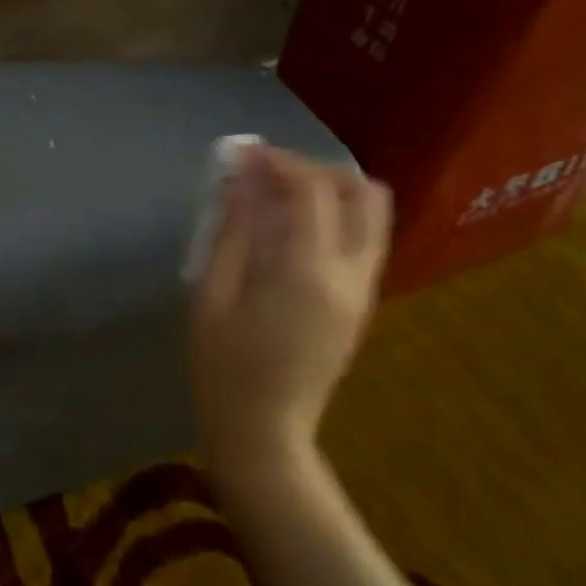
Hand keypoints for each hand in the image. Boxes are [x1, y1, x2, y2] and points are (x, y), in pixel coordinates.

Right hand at [189, 144, 391, 476]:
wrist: (263, 432)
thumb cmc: (223, 367)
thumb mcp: (212, 296)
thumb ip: (232, 233)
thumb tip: (239, 181)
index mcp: (308, 272)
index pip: (311, 190)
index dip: (278, 161)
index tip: (243, 153)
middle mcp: (351, 274)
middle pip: (361, 192)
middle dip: (315, 169)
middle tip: (268, 175)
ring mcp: (364, 291)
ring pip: (373, 215)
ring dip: (332, 192)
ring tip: (281, 199)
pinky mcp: (362, 305)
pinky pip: (364, 242)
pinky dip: (336, 219)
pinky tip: (292, 233)